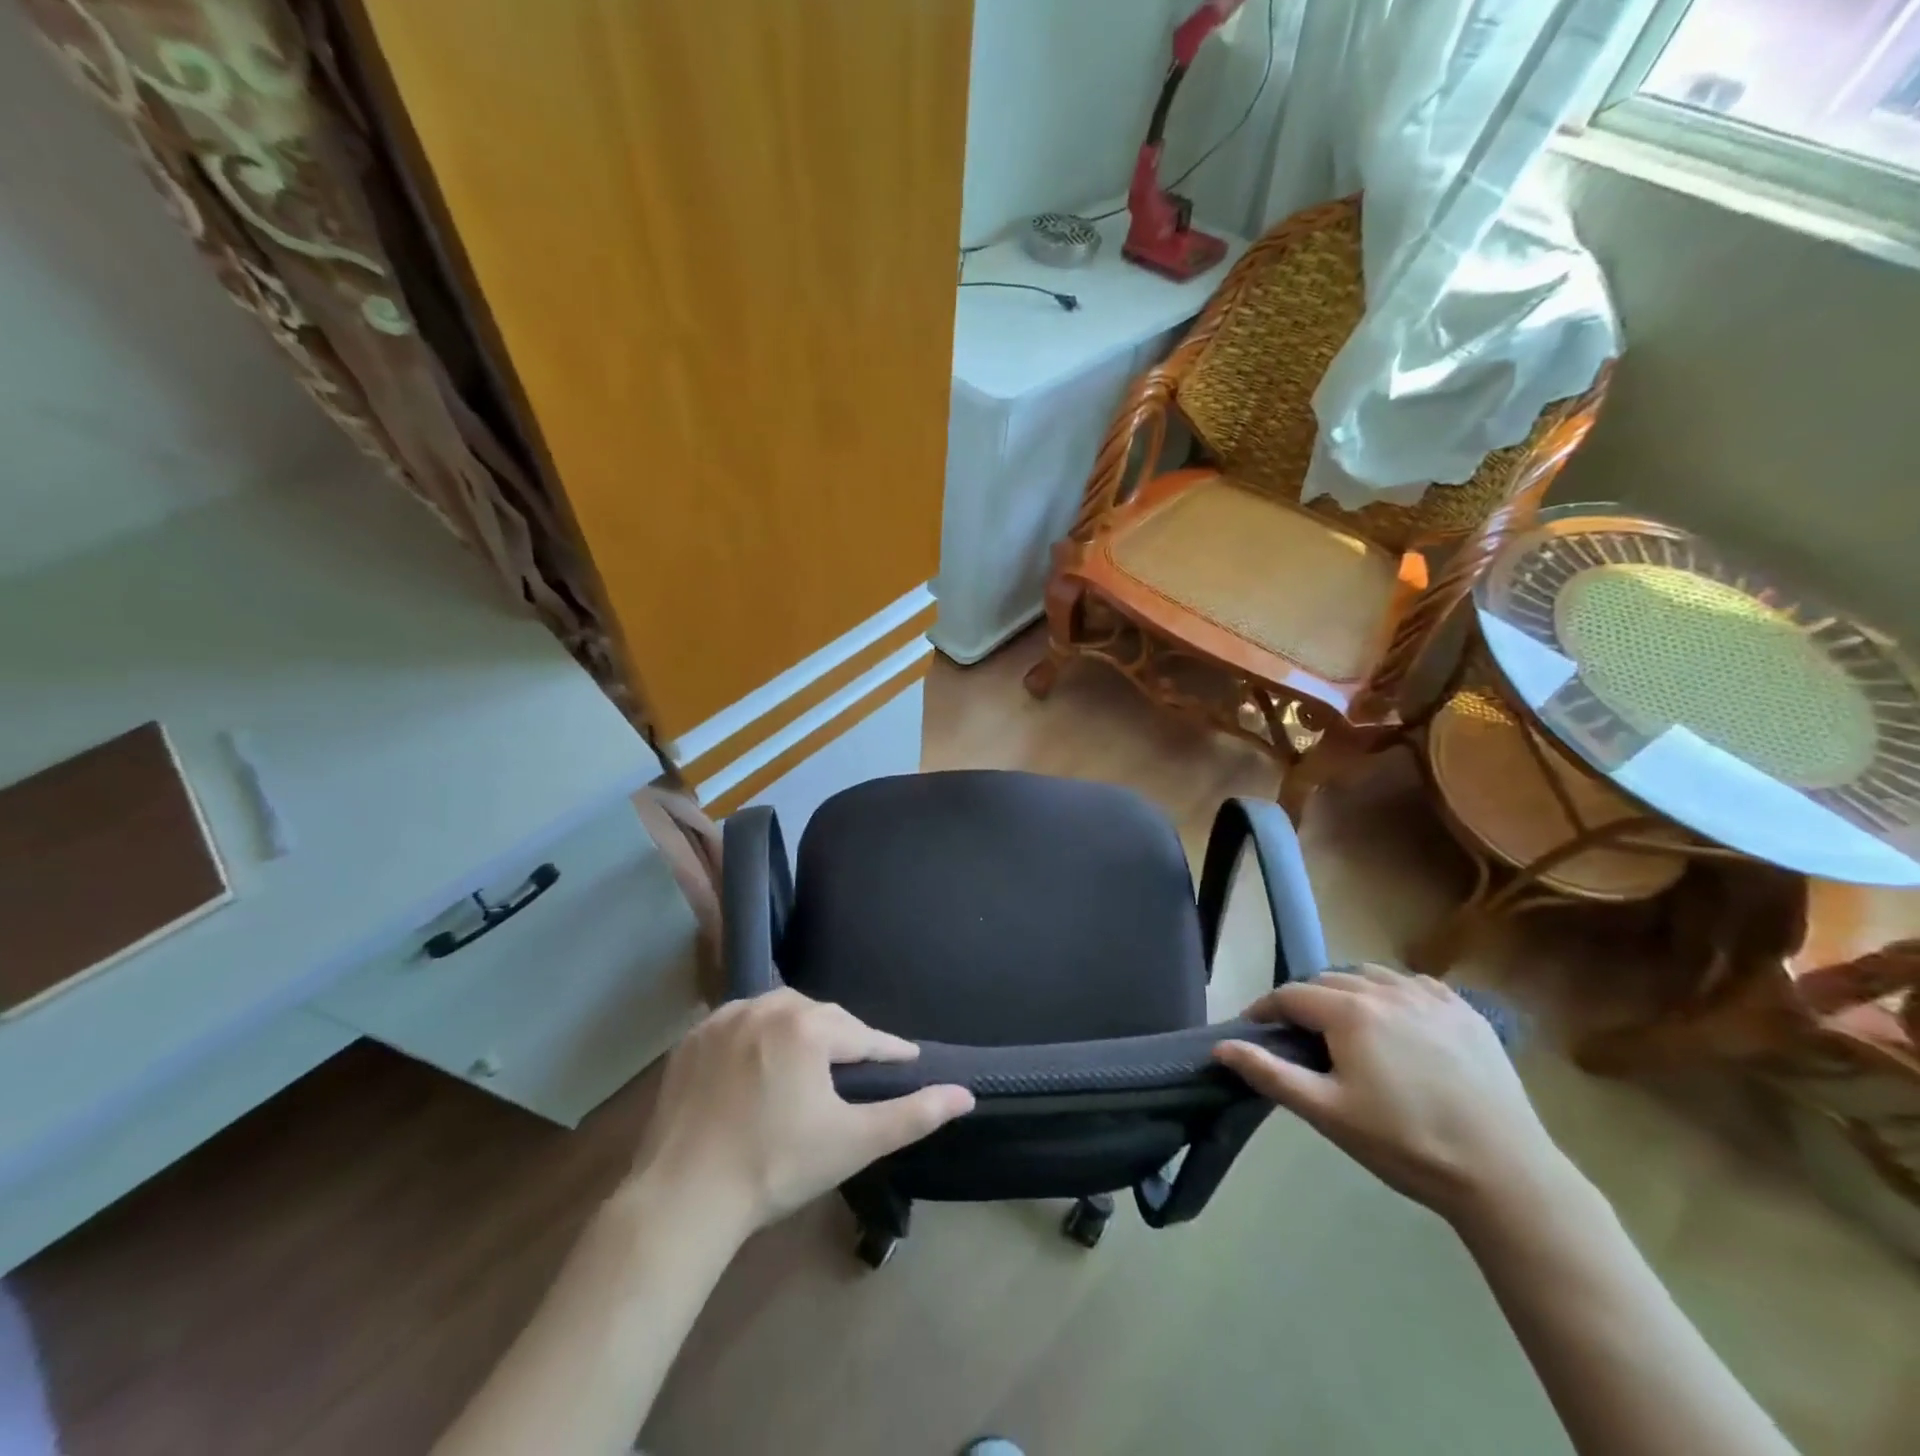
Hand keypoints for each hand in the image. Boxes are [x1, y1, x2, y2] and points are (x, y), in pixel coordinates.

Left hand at [631, 989, 973, 1233]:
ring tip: (811, 1059)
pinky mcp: (692, 1039)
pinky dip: (757, 1035)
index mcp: (808, 1026)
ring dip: (800, 1029)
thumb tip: (966, 1094)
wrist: (682, 1199)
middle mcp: (766, 1007)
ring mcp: (723, 1019)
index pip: (863, 1034)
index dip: (890, 1049)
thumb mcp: (852, 1143)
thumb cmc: (776, 1167)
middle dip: (844, 1038)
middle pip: (821, 1016)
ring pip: (778, 1012)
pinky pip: (738, 1023)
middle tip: (858, 1065)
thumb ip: (912, 1114)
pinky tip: (759, 1060)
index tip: (908, 1057)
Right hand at [1213, 966, 1567, 1224]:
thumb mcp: (1327, 1113)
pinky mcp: (1465, 1011)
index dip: (1265, 1008)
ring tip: (1346, 1025)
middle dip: (1304, 1001)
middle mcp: (1386, 990)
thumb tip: (1221, 1047)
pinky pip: (1413, 985)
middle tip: (1299, 1036)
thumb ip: (1270, 1073)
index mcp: (1349, 1012)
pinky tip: (1396, 1021)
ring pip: (1370, 976)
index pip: (1290, 995)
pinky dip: (1392, 993)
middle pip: (1327, 981)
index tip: (1253, 1028)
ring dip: (1347, 992)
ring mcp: (1430, 997)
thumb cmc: (1405, 1143)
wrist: (1505, 1174)